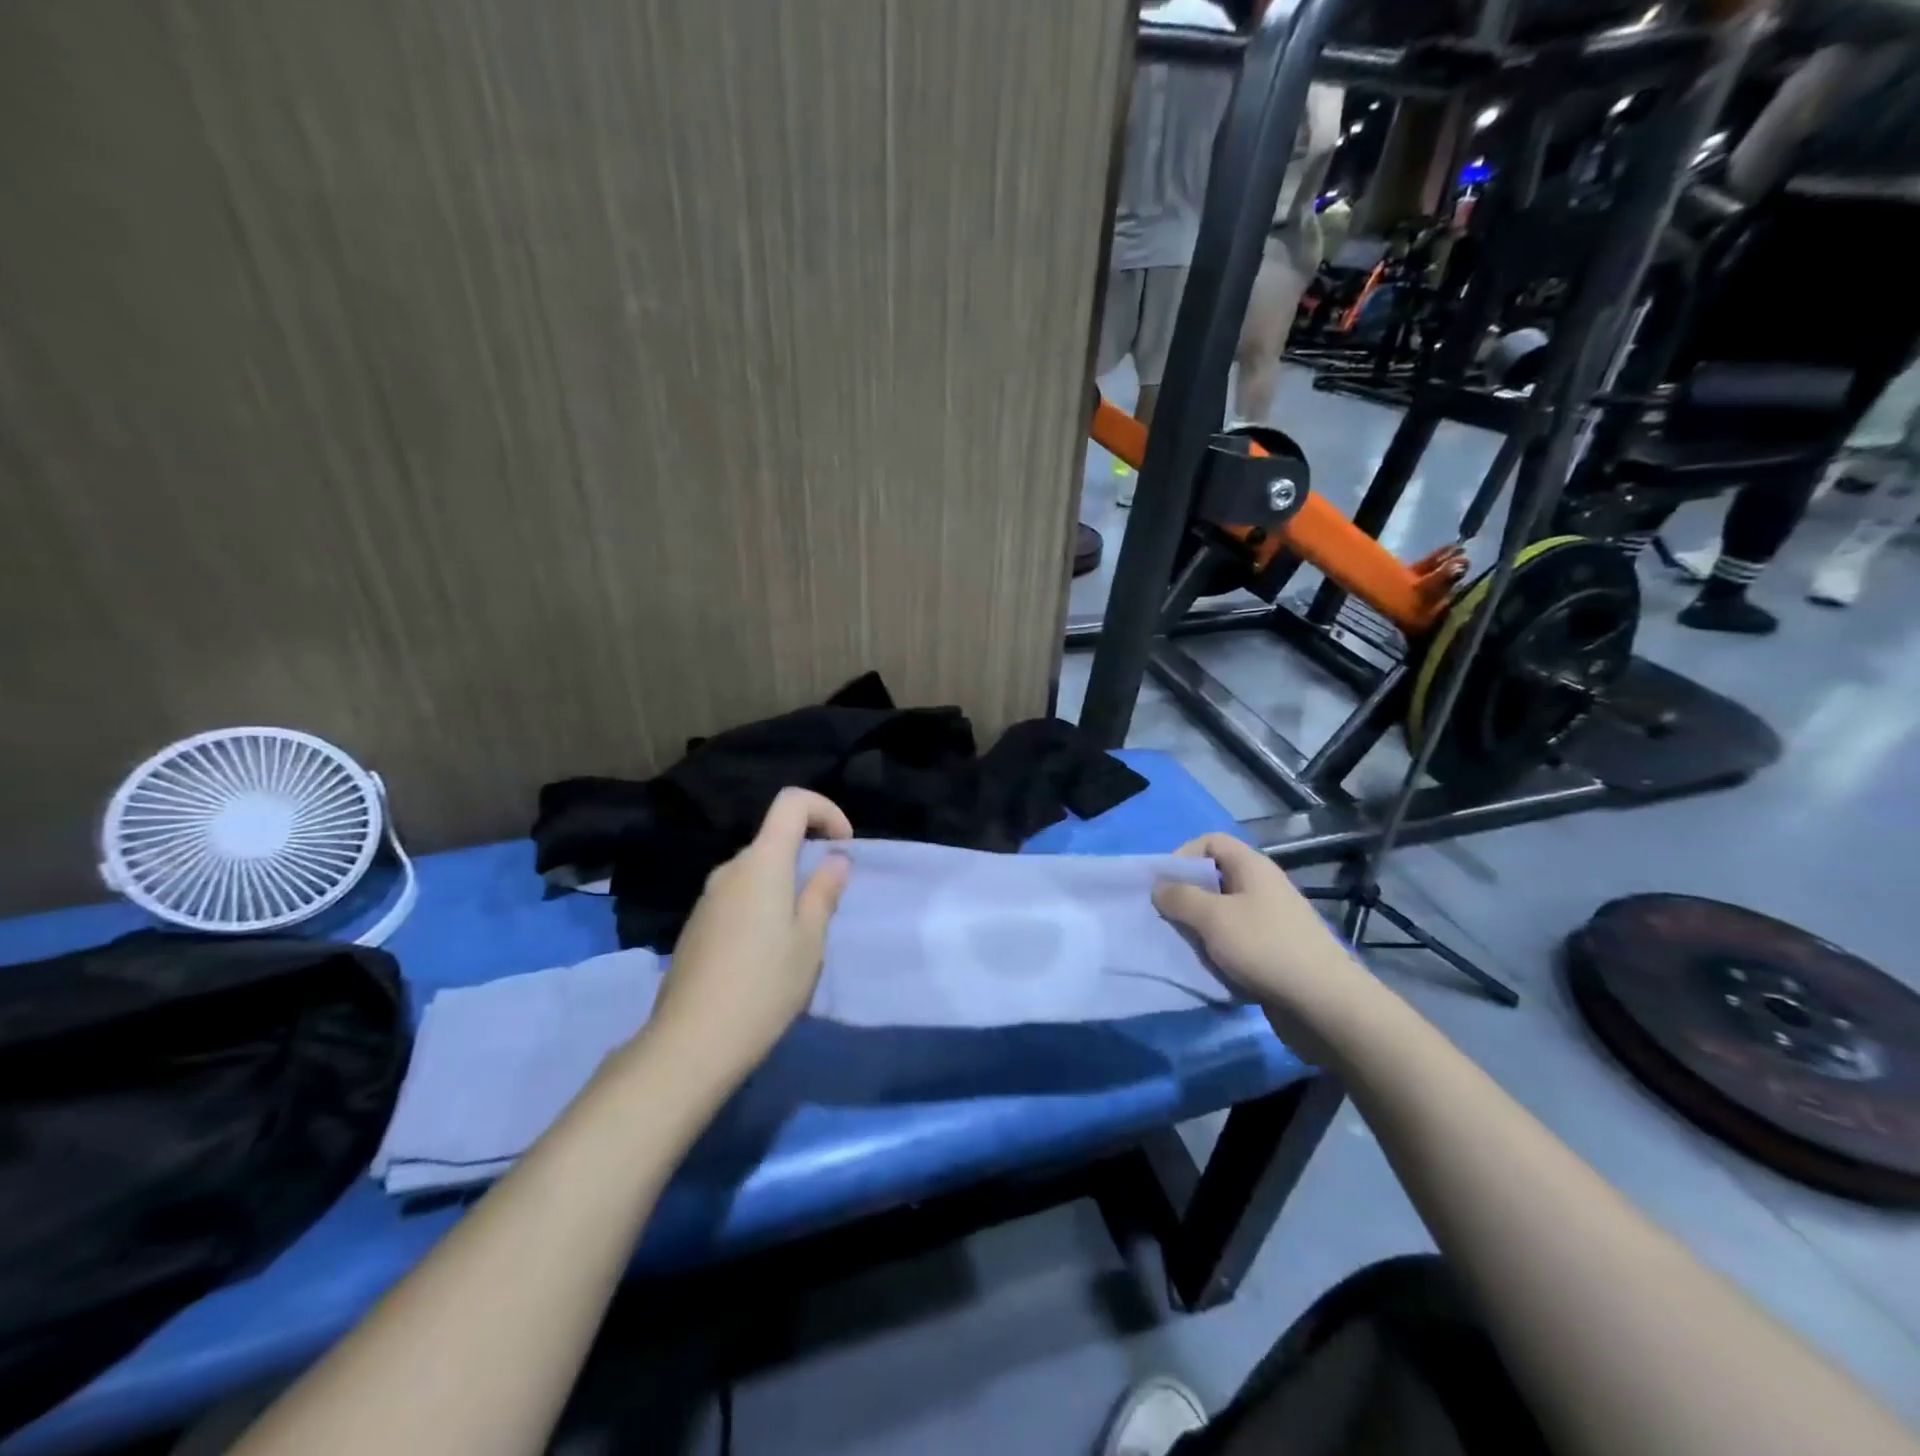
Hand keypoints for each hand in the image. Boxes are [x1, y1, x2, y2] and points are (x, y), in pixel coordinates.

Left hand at [645, 788, 852, 1092]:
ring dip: (785, 884)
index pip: (792, 802)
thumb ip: (823, 892)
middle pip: (774, 838)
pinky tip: (768, 953)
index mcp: (762, 863)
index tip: (843, 847)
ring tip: (802, 933)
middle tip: (830, 900)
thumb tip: (834, 859)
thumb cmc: (764, 986)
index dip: (825, 810)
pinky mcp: (697, 925)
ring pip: (756, 871)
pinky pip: (738, 896)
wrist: (692, 1042)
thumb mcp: (809, 940)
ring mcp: (708, 897)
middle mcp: (730, 869)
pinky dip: (762, 904)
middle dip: (808, 855)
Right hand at [1152, 834, 1370, 1048]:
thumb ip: (1180, 897)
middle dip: (1187, 895)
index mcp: (1252, 867)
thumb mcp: (1213, 918)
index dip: (1183, 855)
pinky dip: (1218, 949)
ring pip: (1223, 912)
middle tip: (1167, 918)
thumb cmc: (1265, 948)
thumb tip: (1159, 886)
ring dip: (1200, 926)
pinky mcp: (1274, 950)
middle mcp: (1262, 887)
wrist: (1323, 1004)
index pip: (1211, 842)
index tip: (1165, 885)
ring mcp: (1271, 920)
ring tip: (1183, 945)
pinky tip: (1208, 966)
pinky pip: (1236, 940)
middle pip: (1215, 877)